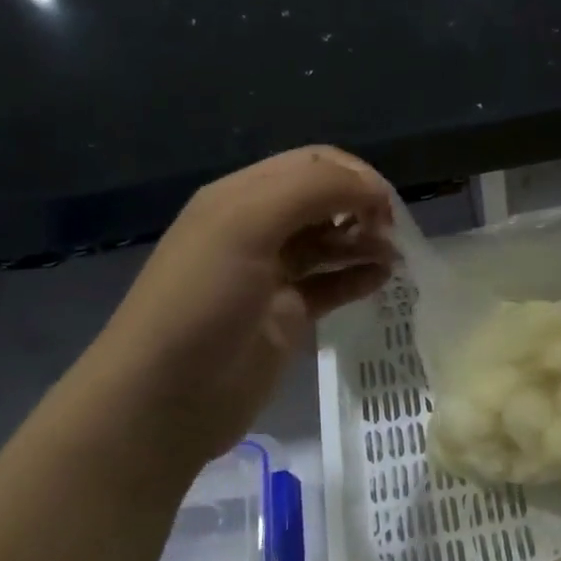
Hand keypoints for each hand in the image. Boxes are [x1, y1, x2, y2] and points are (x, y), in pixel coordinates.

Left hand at [96, 147, 394, 457]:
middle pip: (324, 201)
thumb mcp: (246, 225)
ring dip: (364, 242)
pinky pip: (331, 285)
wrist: (166, 396)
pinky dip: (357, 278)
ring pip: (331, 243)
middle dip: (362, 208)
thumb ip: (312, 191)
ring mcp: (273, 275)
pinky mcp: (287, 315)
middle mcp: (257, 229)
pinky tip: (381, 281)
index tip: (386, 205)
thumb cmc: (202, 301)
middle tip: (390, 234)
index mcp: (241, 196)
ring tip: (393, 258)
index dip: (353, 176)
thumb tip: (373, 190)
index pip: (311, 164)